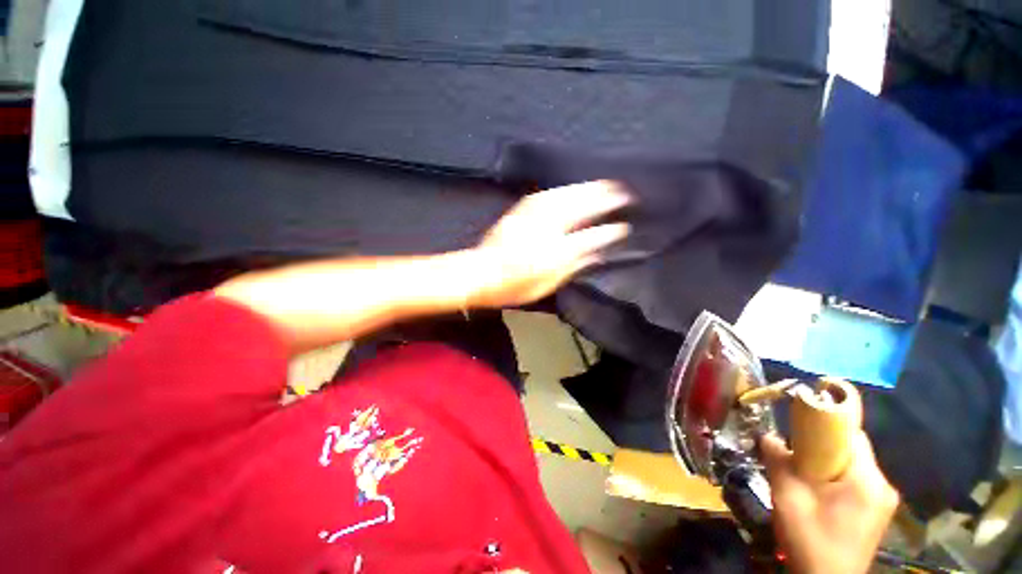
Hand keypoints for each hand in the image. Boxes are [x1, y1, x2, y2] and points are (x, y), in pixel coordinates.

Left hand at [467, 181, 630, 307]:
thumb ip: (571, 268)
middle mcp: (546, 231)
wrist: (481, 273)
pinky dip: (563, 190)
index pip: (589, 239)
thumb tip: (595, 255)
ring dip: (587, 189)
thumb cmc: (513, 287)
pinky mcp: (521, 212)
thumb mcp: (545, 287)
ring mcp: (533, 218)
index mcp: (554, 253)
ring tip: (604, 184)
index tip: (624, 228)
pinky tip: (572, 188)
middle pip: (579, 210)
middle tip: (623, 193)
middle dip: (603, 200)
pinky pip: (546, 195)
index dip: (608, 233)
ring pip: (565, 198)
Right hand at [760, 432, 898, 573]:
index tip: (798, 420)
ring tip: (800, 474)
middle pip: (851, 449)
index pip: (851, 434)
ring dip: (824, 463)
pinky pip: (853, 481)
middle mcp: (882, 486)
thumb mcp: (788, 498)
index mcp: (868, 481)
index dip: (824, 421)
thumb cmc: (811, 540)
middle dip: (820, 446)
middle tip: (793, 454)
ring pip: (850, 465)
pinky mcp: (874, 512)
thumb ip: (778, 461)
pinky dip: (832, 477)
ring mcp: (881, 501)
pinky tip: (815, 491)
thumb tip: (767, 436)